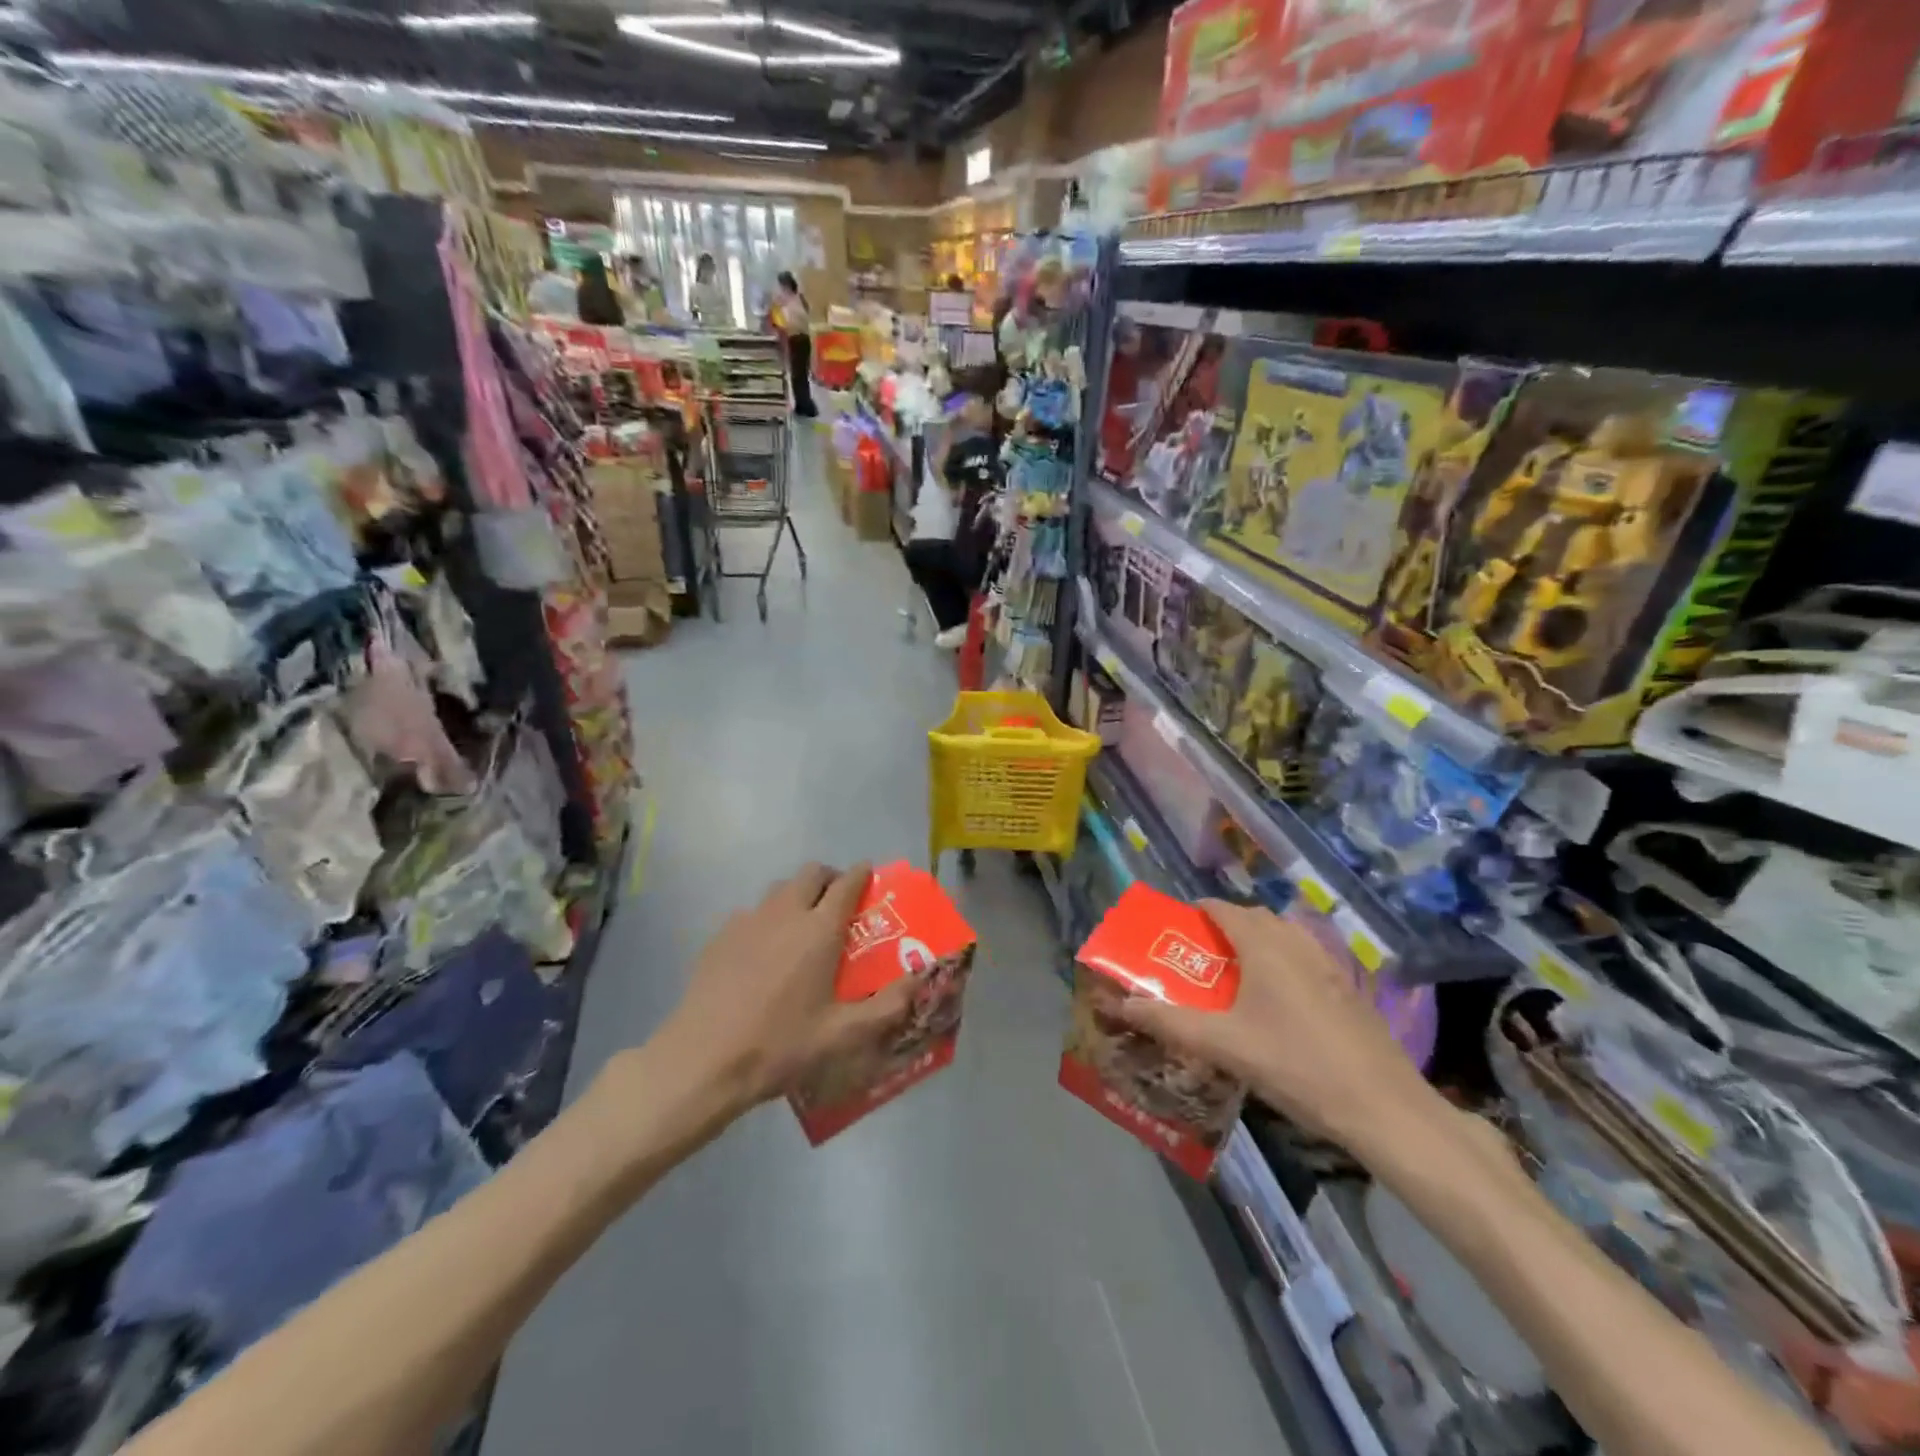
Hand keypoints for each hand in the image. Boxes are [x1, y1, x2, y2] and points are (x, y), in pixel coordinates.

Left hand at [653, 863, 915, 1112]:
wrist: (703, 1060)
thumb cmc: (780, 1046)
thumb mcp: (843, 1035)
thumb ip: (888, 1006)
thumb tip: (921, 978)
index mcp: (819, 930)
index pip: (847, 882)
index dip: (862, 874)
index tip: (870, 877)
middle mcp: (785, 913)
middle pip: (811, 873)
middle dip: (830, 879)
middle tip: (839, 904)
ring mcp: (748, 921)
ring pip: (780, 889)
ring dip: (798, 895)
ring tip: (803, 926)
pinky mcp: (720, 936)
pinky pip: (752, 912)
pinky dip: (767, 918)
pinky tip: (764, 952)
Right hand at [1118, 900, 1444, 1154]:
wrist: (1383, 1107)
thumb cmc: (1295, 1065)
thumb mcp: (1224, 1046)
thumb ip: (1170, 1022)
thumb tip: (1123, 1005)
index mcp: (1264, 945)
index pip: (1222, 909)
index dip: (1196, 912)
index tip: (1175, 930)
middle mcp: (1296, 942)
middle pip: (1253, 918)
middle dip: (1224, 927)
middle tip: (1200, 957)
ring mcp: (1328, 963)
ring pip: (1283, 936)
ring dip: (1256, 943)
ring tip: (1236, 978)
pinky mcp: (1348, 988)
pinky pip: (1304, 957)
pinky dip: (1283, 963)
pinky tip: (1279, 1004)